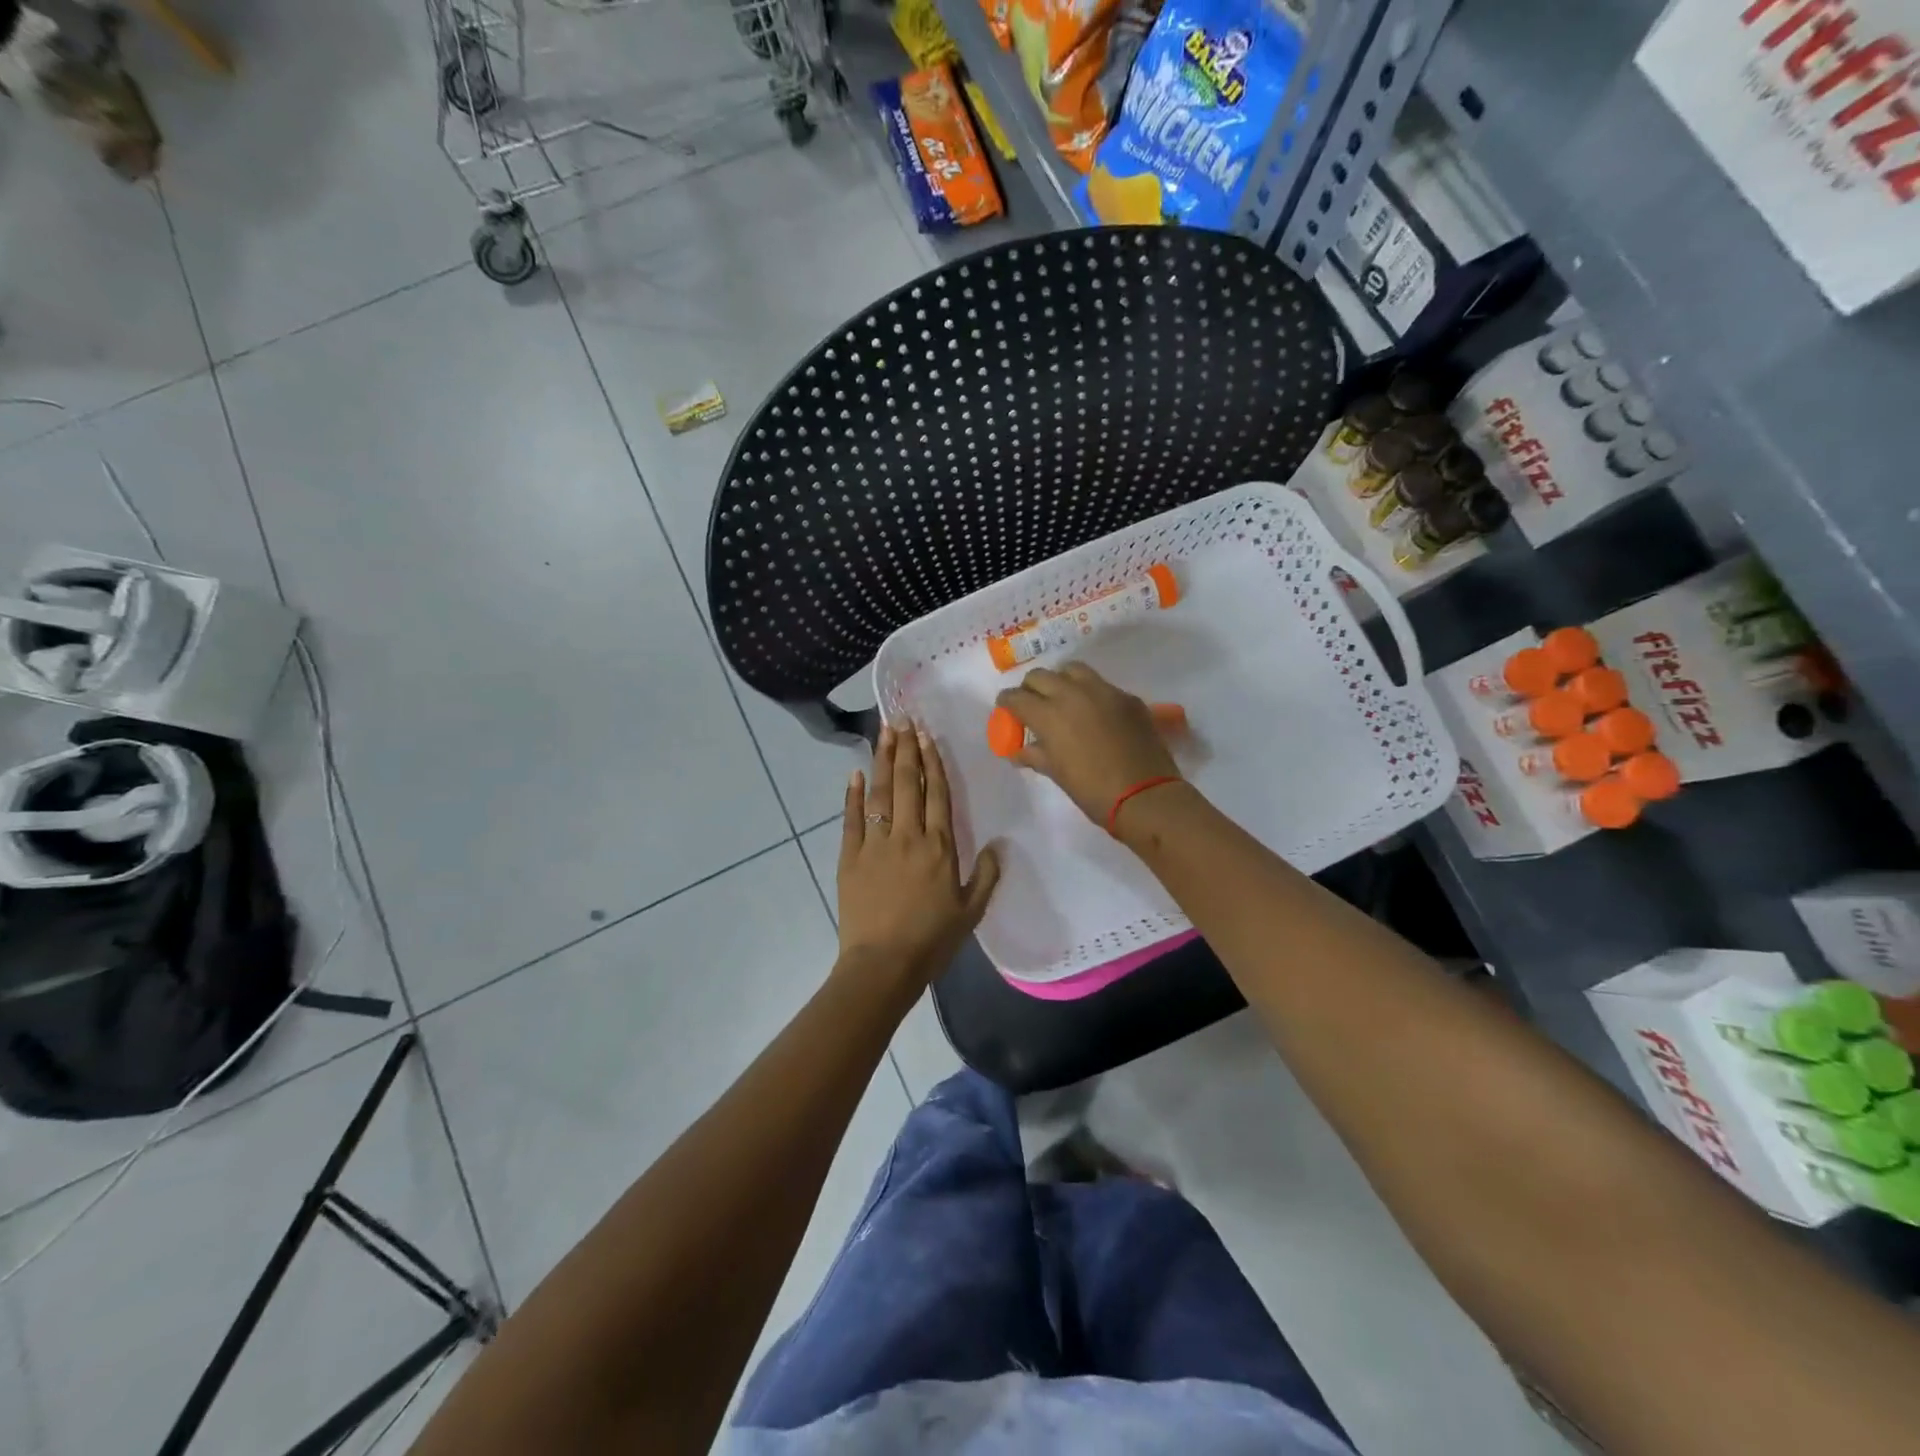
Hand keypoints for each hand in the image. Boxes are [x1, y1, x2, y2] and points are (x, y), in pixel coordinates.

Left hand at [835, 723, 1000, 991]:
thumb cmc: (931, 941)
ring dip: (883, 760)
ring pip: (881, 793)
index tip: (927, 735)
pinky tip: (855, 773)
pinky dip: (852, 794)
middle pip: (908, 783)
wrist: (883, 965)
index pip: (937, 793)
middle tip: (903, 719)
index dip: (932, 761)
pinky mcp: (850, 857)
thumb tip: (999, 845)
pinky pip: (852, 818)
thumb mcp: (971, 912)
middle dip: (907, 748)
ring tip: (884, 732)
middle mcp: (908, 835)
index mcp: (940, 846)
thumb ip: (986, 876)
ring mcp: (876, 844)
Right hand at [994, 663, 1180, 826]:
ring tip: (1063, 698)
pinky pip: (1102, 685)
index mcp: (1049, 715)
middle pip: (1041, 676)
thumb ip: (1035, 755)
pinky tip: (1095, 713)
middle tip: (1033, 704)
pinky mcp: (1127, 697)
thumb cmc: (1093, 791)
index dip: (1007, 702)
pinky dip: (1090, 693)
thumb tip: (1018, 752)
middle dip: (1031, 688)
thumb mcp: (1058, 774)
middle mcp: (1073, 694)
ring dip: (1061, 680)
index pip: (1016, 697)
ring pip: (1072, 670)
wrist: (1145, 795)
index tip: (1006, 708)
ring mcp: (1104, 691)